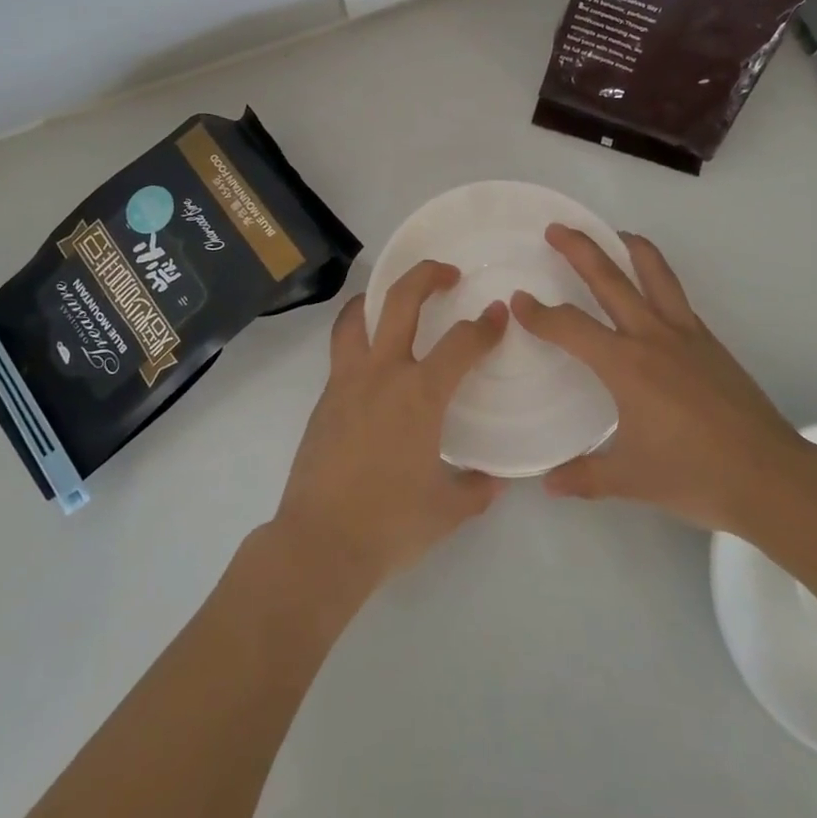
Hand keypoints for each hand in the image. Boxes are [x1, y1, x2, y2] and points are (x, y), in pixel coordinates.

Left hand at [271, 261, 507, 593]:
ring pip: (356, 317)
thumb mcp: (446, 510)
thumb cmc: (389, 524)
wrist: (318, 544)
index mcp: (419, 394)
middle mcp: (382, 373)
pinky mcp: (324, 399)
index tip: (498, 315)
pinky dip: (358, 337)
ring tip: (392, 299)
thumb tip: (491, 482)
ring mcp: (346, 382)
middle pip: (400, 301)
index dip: (485, 325)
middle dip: (426, 275)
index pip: (461, 343)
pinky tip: (373, 363)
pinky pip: (342, 351)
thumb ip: (475, 490)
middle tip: (447, 273)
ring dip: (377, 297)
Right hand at [512, 226, 812, 537]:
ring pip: (654, 273)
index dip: (540, 314)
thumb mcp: (630, 480)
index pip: (571, 327)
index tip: (519, 301)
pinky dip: (658, 277)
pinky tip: (652, 289)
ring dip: (629, 247)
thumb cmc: (694, 475)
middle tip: (556, 229)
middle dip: (579, 250)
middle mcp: (652, 336)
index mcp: (625, 365)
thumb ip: (583, 476)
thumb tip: (547, 482)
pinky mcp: (709, 341)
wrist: (770, 476)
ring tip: (613, 233)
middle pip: (610, 278)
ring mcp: (686, 334)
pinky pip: (676, 295)